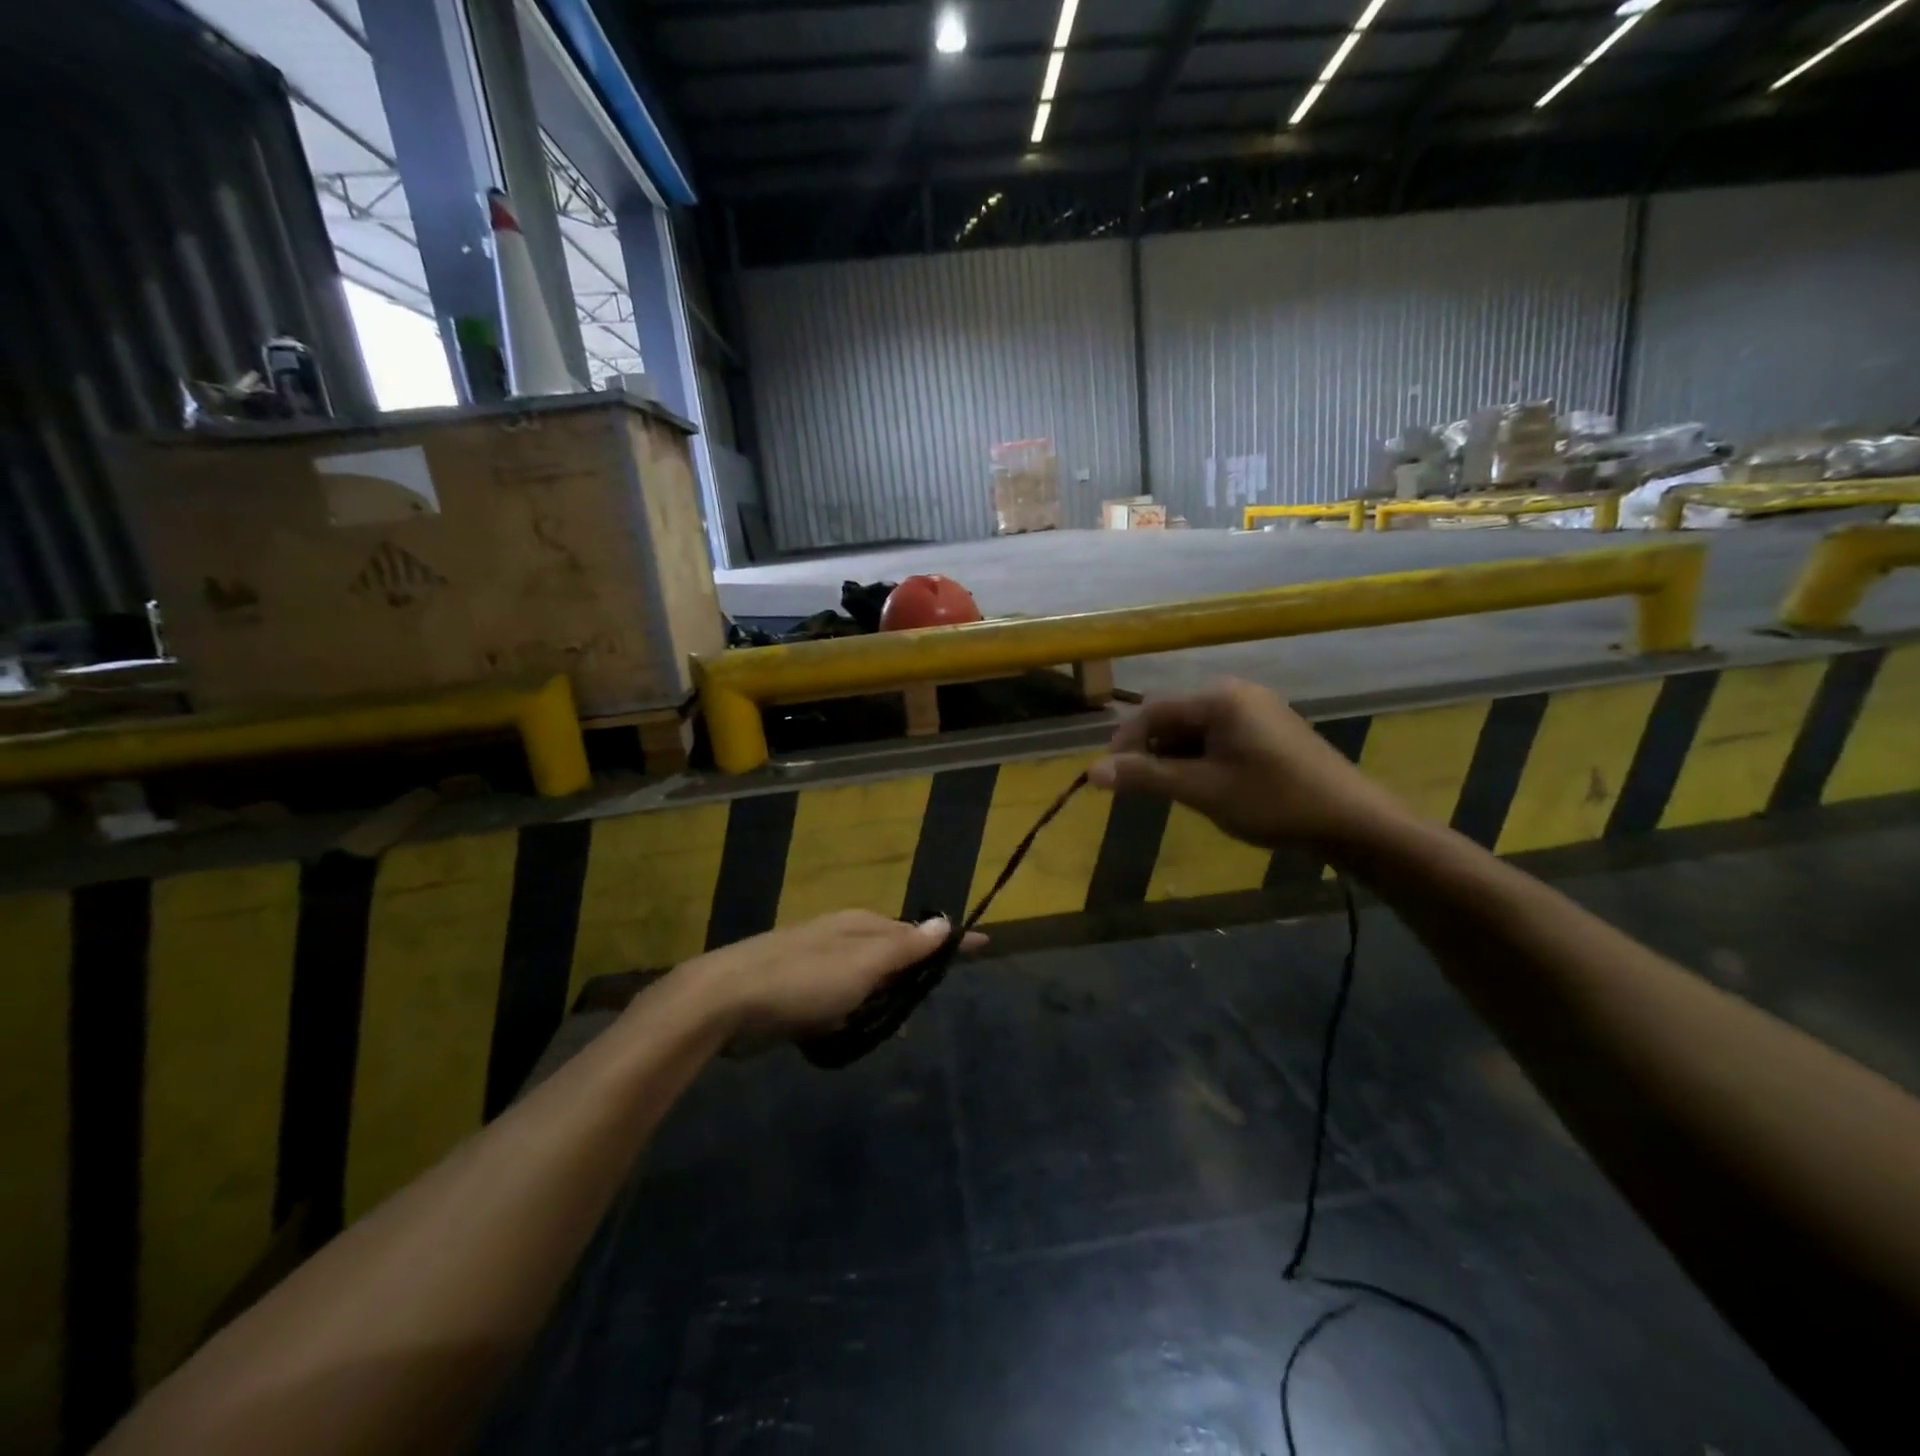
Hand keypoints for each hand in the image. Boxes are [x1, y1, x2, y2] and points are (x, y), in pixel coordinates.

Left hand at [675, 910, 986, 1049]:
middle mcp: (842, 938)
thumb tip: (944, 921)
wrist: (726, 999)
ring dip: (884, 1001)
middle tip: (936, 994)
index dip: (949, 940)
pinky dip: (854, 1016)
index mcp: (861, 926)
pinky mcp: (797, 993)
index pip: (918, 931)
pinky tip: (856, 1036)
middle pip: (892, 953)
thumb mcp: (862, 963)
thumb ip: (903, 947)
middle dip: (915, 972)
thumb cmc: (804, 979)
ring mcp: (817, 964)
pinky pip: (841, 1003)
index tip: (983, 944)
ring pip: (866, 981)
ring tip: (901, 1027)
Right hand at [1087, 679, 1407, 851]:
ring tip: (1179, 792)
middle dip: (1153, 751)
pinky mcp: (1273, 727)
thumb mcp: (1202, 790)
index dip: (1124, 744)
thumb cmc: (1272, 802)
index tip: (1110, 779)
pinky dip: (1204, 757)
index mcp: (1219, 698)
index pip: (1152, 711)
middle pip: (1174, 717)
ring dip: (1178, 757)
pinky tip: (1211, 786)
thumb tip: (1091, 771)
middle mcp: (1237, 692)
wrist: (1352, 820)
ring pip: (1197, 728)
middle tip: (1145, 789)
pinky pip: (1222, 735)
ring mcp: (1259, 708)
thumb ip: (1146, 776)